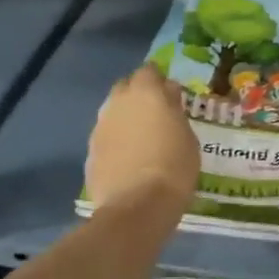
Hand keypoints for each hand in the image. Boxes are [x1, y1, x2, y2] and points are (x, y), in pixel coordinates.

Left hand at [86, 64, 198, 212]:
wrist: (137, 207)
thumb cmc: (174, 167)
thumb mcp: (188, 136)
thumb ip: (174, 111)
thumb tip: (168, 95)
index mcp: (145, 93)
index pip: (149, 71)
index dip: (159, 80)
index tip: (170, 94)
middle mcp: (118, 103)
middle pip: (125, 87)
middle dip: (138, 95)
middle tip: (156, 114)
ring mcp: (100, 127)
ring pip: (113, 113)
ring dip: (126, 119)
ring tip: (142, 139)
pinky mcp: (91, 151)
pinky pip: (107, 137)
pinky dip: (117, 142)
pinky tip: (129, 159)